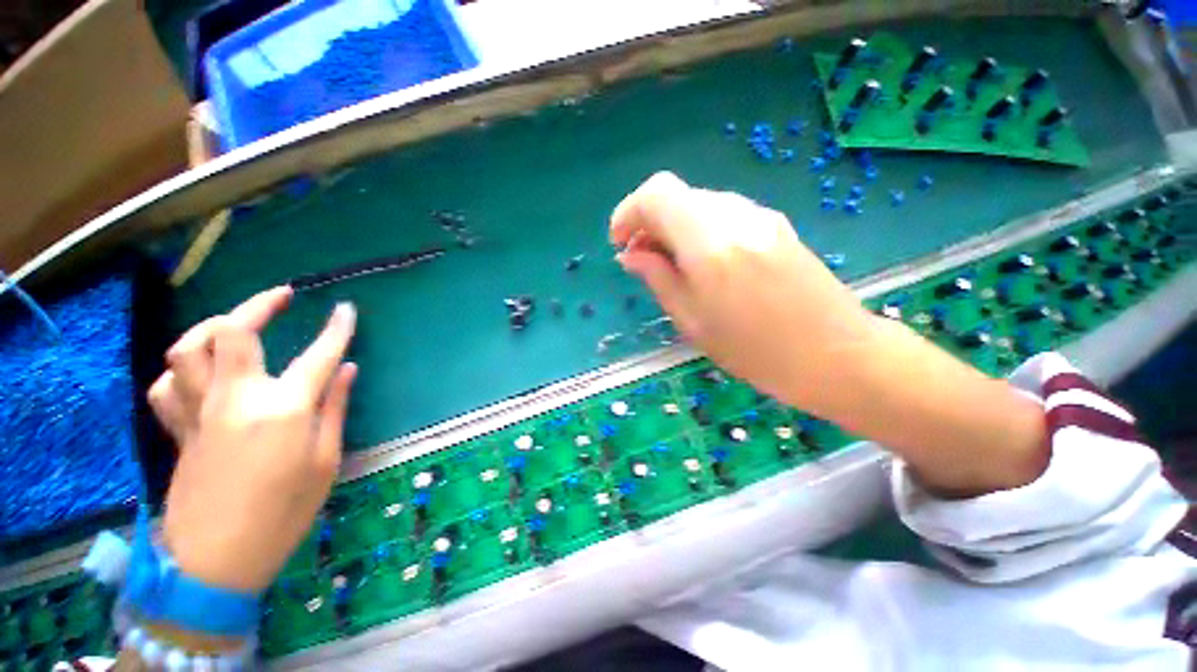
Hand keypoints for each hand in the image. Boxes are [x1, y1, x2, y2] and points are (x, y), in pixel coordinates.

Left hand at [148, 287, 356, 592]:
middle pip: (233, 332)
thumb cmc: (283, 514)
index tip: (347, 310)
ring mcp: (200, 413)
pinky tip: (200, 376)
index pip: (318, 355)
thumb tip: (347, 370)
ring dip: (212, 329)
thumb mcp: (325, 462)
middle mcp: (236, 399)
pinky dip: (182, 372)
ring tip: (235, 327)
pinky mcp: (179, 431)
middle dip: (259, 304)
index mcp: (283, 410)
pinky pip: (168, 387)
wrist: (216, 563)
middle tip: (282, 296)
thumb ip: (334, 408)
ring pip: (188, 350)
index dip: (337, 329)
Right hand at [610, 172, 873, 413]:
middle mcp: (735, 216)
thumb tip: (630, 254)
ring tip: (672, 267)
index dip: (628, 213)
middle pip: (677, 196)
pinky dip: (701, 232)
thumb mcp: (692, 320)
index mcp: (710, 242)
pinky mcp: (776, 225)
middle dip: (650, 223)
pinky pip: (724, 216)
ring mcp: (760, 216)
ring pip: (699, 205)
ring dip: (675, 228)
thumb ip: (658, 278)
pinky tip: (704, 264)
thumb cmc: (755, 350)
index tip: (620, 243)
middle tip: (643, 261)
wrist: (836, 354)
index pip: (656, 195)